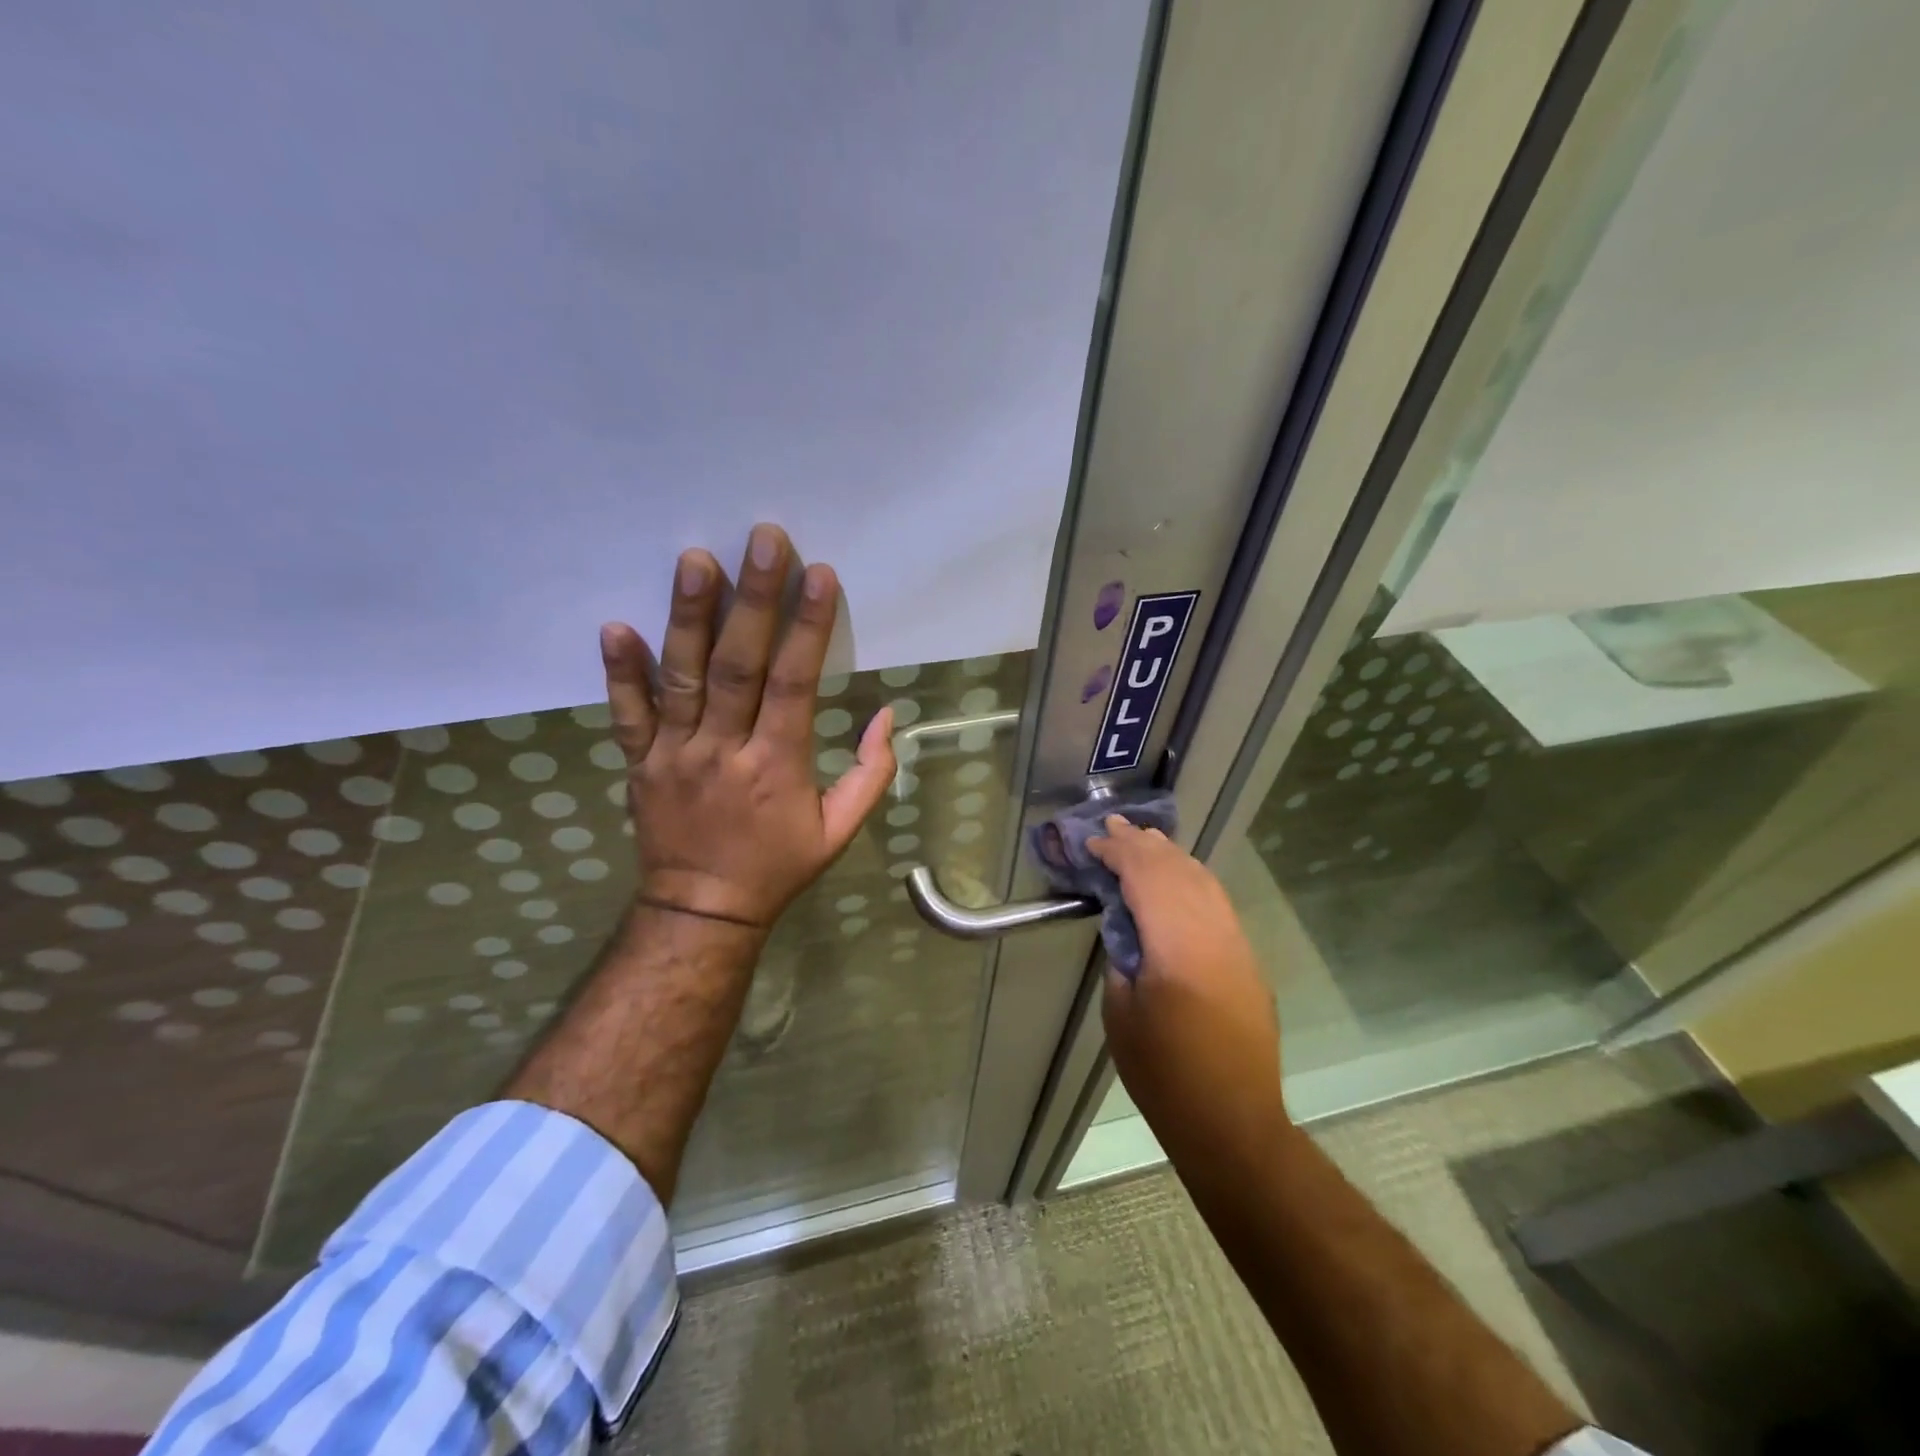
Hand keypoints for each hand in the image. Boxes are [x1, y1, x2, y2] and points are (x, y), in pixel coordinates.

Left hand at [597, 523, 896, 927]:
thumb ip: (871, 775)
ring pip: (681, 677)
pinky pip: (627, 713)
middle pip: (737, 666)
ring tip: (694, 559)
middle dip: (753, 599)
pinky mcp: (640, 762)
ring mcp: (674, 754)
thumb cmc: (778, 866)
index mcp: (777, 766)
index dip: (807, 628)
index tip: (818, 575)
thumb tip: (886, 716)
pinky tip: (615, 625)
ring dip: (687, 616)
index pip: (794, 684)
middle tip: (762, 539)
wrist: (702, 909)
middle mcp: (723, 750)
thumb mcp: (840, 832)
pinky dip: (620, 672)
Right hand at [1088, 816, 1289, 1165]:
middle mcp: (1214, 933)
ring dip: (1172, 857)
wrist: (1233, 1121)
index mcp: (1177, 945)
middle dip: (1143, 845)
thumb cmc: (1164, 1073)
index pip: (1146, 878)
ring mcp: (1237, 944)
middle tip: (1114, 825)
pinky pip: (1217, 903)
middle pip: (1177, 870)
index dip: (1117, 854)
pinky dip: (1193, 879)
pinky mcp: (1247, 960)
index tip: (1092, 843)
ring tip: (1145, 839)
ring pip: (1204, 881)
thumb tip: (1126, 927)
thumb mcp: (1122, 1012)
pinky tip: (1179, 878)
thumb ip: (1124, 956)